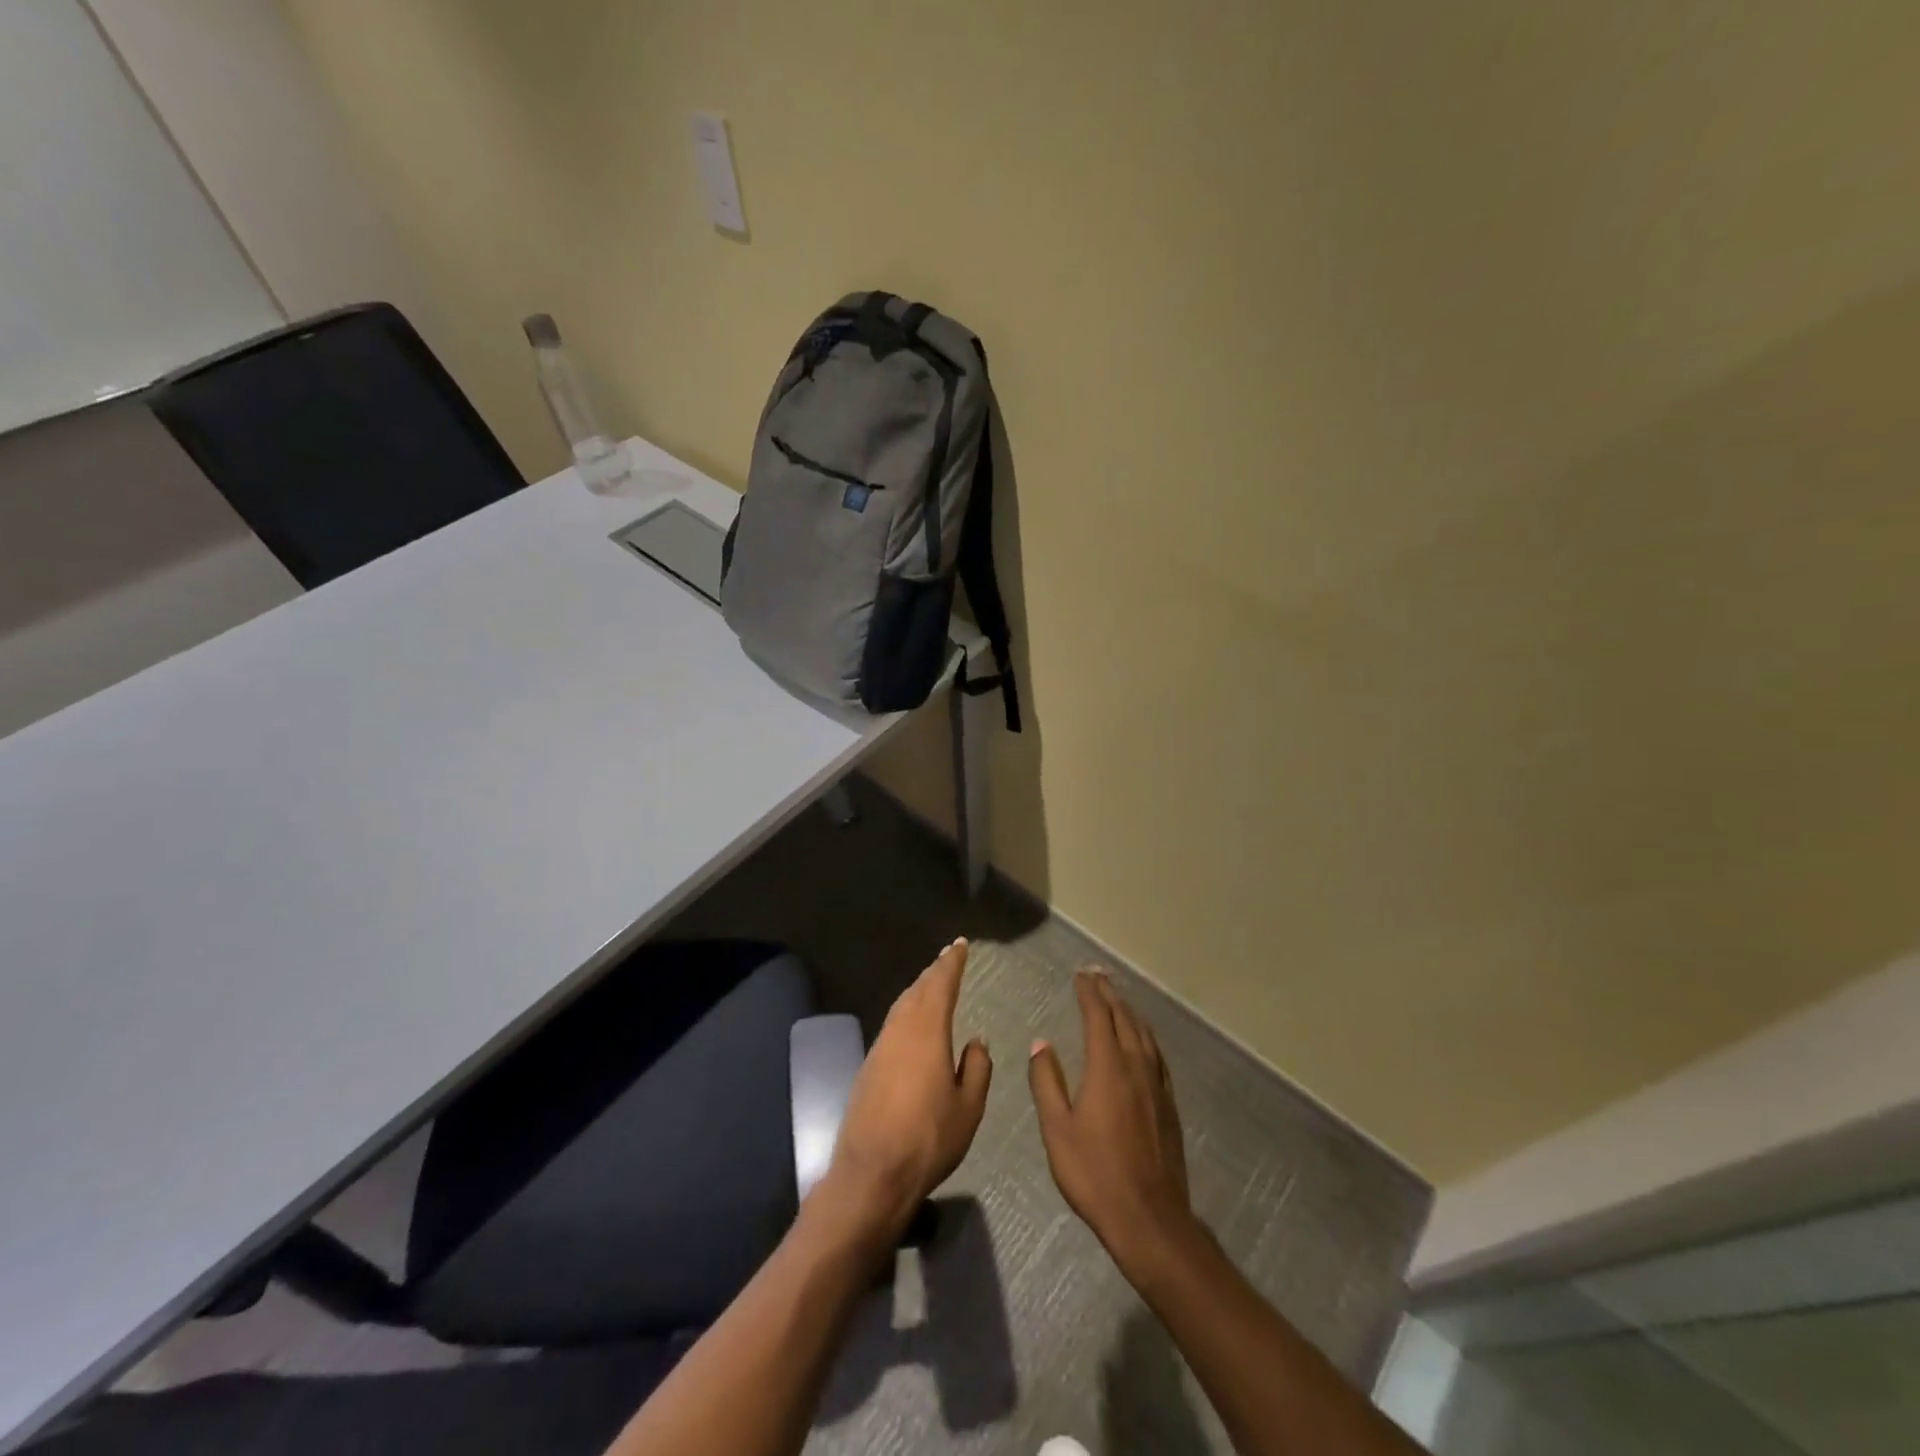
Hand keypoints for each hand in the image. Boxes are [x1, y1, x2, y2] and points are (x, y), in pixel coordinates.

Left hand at [822, 939, 991, 1241]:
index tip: (960, 945)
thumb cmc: (928, 1139)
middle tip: (947, 957)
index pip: (941, 985)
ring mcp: (880, 1048)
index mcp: (927, 1032)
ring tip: (931, 983)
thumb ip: (976, 1069)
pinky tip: (913, 1022)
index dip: (951, 963)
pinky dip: (906, 1011)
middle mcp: (900, 1031)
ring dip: (918, 990)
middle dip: (934, 972)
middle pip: (917, 990)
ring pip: (901, 1006)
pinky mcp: (868, 1067)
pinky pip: (892, 1024)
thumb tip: (976, 1041)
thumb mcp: (968, 1108)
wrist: (871, 1173)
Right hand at [1029, 970, 1194, 1275]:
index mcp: (1108, 1067)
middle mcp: (1136, 1066)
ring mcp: (1157, 1085)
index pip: (1098, 1016)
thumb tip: (1041, 1044)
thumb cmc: (1095, 1173)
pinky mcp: (1169, 1104)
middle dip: (1109, 993)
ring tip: (1117, 998)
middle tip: (1097, 975)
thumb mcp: (1057, 1129)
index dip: (1088, 992)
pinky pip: (1157, 1055)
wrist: (1149, 1218)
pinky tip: (1142, 1041)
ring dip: (1129, 1010)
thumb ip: (1047, 1082)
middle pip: (1124, 1018)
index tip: (1080, 975)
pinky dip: (1145, 1036)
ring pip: (1144, 1034)